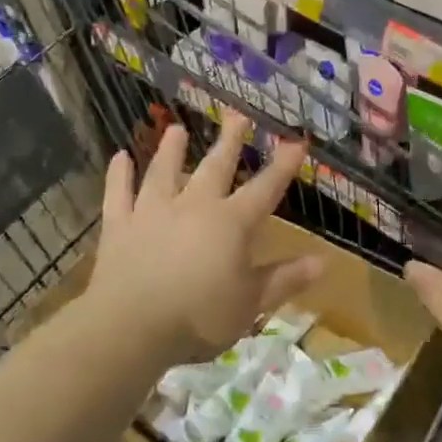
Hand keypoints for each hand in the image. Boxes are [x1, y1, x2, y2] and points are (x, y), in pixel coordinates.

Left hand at [89, 115, 321, 361]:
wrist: (131, 327)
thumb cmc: (200, 317)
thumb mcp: (252, 303)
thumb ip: (285, 279)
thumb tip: (323, 262)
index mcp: (231, 223)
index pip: (265, 188)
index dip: (283, 165)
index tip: (296, 141)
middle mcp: (194, 206)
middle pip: (215, 167)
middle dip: (229, 140)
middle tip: (236, 114)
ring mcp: (153, 212)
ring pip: (163, 171)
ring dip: (171, 149)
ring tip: (177, 128)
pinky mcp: (120, 225)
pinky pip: (118, 194)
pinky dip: (119, 175)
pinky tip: (119, 156)